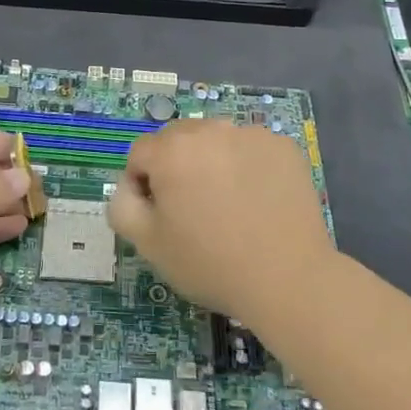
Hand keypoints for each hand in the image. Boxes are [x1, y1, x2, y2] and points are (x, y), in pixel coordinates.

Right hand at [107, 118, 333, 319]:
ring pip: (215, 140)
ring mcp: (250, 134)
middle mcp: (210, 130)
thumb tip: (129, 186)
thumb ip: (122, 205)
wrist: (288, 279)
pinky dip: (245, 165)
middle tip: (192, 209)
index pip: (140, 153)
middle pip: (177, 139)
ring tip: (227, 204)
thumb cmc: (211, 264)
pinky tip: (256, 200)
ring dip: (211, 162)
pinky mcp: (282, 146)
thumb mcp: (148, 244)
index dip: (142, 184)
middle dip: (175, 166)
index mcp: (172, 151)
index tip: (160, 215)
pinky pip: (249, 148)